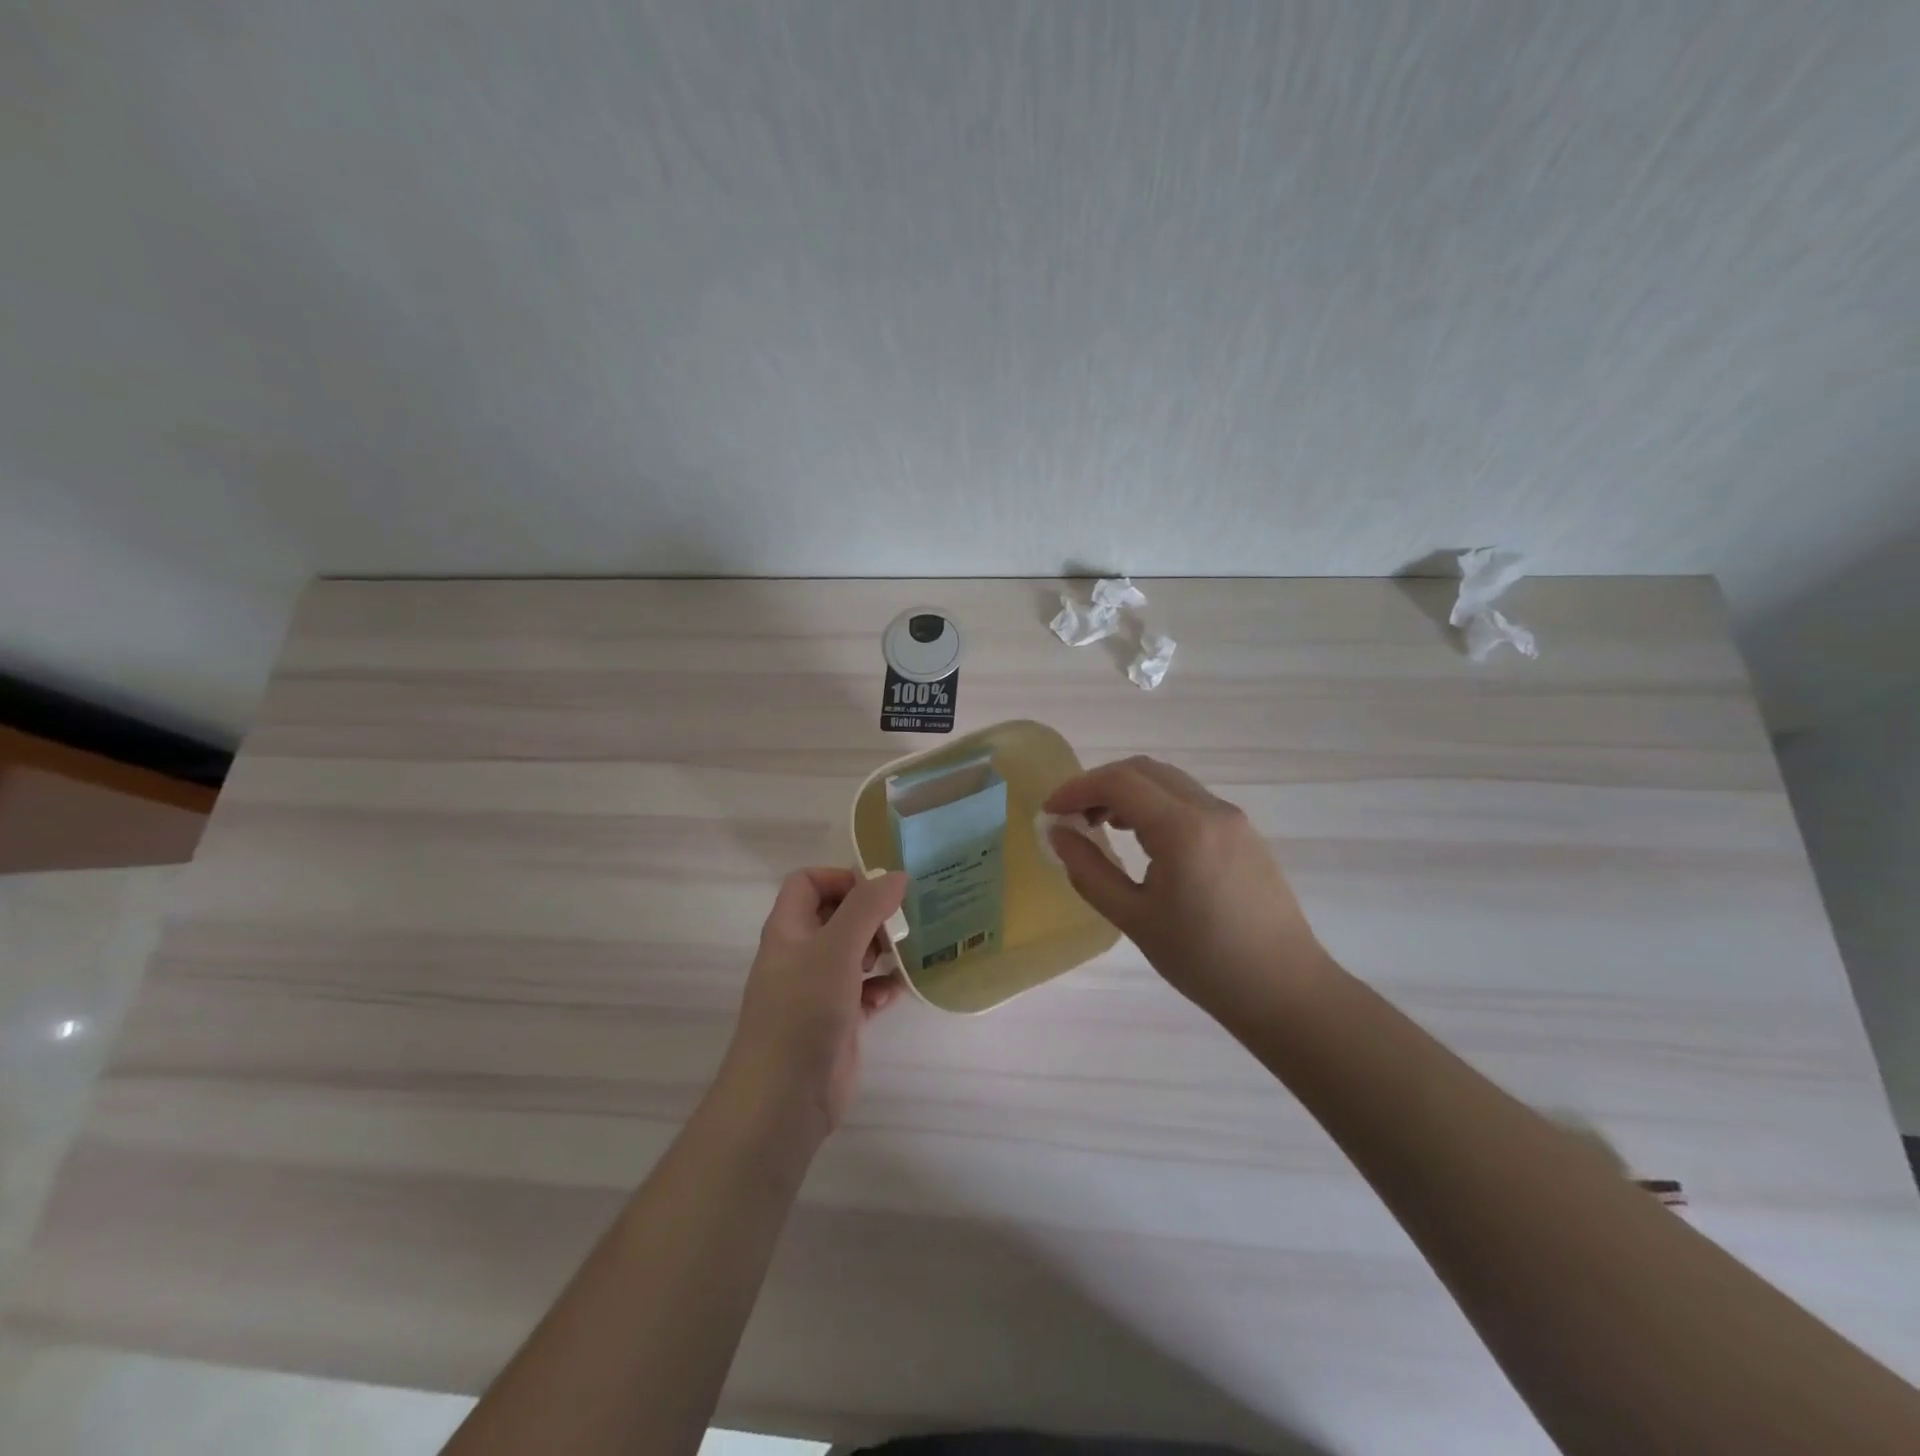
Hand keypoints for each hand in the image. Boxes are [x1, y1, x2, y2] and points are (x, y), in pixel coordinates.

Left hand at [718, 868, 907, 1141]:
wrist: (784, 1098)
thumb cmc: (804, 1010)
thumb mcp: (836, 948)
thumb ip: (867, 907)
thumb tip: (897, 875)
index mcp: (788, 929)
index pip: (807, 882)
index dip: (840, 878)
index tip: (878, 891)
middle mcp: (800, 954)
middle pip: (835, 916)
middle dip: (869, 914)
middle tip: (900, 922)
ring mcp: (817, 989)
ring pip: (852, 954)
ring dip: (880, 949)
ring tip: (904, 953)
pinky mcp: (836, 1020)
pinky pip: (864, 991)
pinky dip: (881, 986)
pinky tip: (898, 991)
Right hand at [1043, 756, 1327, 1022]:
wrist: (1285, 991)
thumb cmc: (1203, 961)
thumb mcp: (1133, 919)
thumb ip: (1089, 871)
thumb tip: (1057, 834)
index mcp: (1183, 829)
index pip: (1119, 782)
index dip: (1076, 789)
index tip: (1050, 811)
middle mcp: (1211, 810)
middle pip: (1143, 771)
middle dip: (1100, 784)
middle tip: (1072, 816)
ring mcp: (1233, 819)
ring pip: (1168, 782)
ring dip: (1128, 792)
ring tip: (1101, 826)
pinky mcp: (1244, 834)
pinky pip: (1189, 800)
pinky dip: (1155, 804)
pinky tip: (1143, 839)